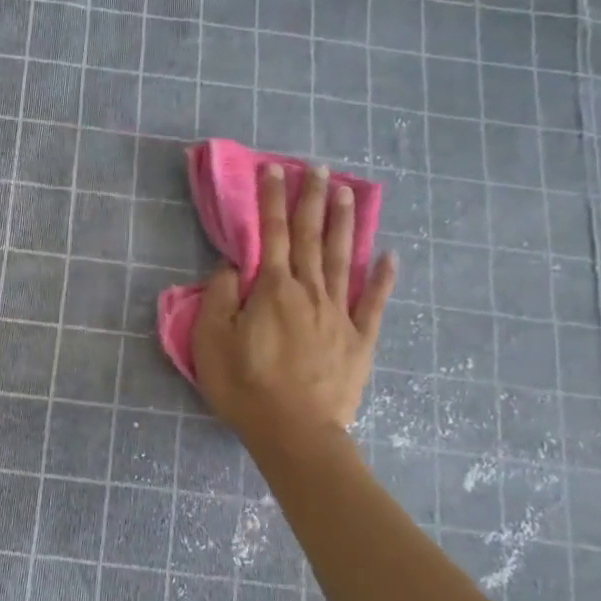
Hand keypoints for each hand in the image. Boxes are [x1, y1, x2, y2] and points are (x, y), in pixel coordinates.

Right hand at [191, 163, 394, 454]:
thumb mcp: (211, 342)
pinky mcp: (360, 340)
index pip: (272, 233)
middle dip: (311, 199)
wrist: (295, 432)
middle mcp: (310, 292)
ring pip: (344, 259)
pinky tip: (389, 256)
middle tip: (317, 167)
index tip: (273, 169)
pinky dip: (383, 278)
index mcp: (273, 290)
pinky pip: (374, 303)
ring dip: (345, 224)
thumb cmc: (245, 387)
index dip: (271, 199)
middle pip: (312, 237)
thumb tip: (233, 266)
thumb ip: (219, 297)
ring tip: (348, 192)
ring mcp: (340, 315)